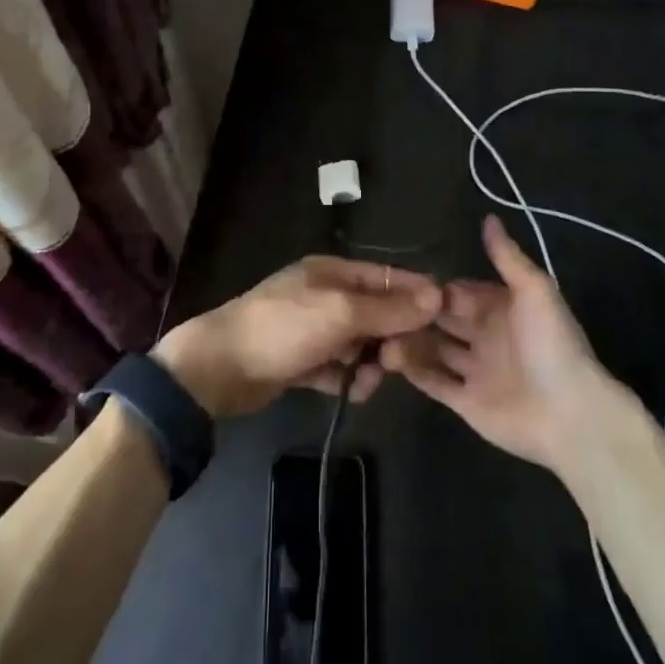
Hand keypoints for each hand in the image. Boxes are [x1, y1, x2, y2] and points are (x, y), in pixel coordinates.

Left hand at [153, 256, 442, 417]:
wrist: (219, 368)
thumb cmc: (283, 328)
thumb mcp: (340, 313)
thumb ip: (389, 308)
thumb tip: (438, 294)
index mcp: (333, 272)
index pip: (388, 277)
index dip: (416, 296)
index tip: (445, 321)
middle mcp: (325, 295)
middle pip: (377, 313)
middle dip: (391, 338)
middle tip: (395, 362)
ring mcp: (312, 329)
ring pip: (360, 345)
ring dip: (369, 364)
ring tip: (365, 381)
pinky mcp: (301, 360)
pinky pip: (338, 368)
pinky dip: (346, 379)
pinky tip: (347, 392)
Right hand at [382, 215, 615, 472]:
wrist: (569, 414)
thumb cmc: (550, 345)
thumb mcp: (534, 290)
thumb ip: (507, 257)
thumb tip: (488, 217)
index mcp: (501, 308)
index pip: (458, 292)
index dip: (433, 287)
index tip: (401, 280)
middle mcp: (485, 336)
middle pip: (443, 319)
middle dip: (417, 312)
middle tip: (380, 305)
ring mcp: (474, 370)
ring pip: (434, 349)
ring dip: (410, 339)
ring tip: (378, 330)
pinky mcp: (465, 401)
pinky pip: (434, 382)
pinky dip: (413, 370)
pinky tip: (388, 357)